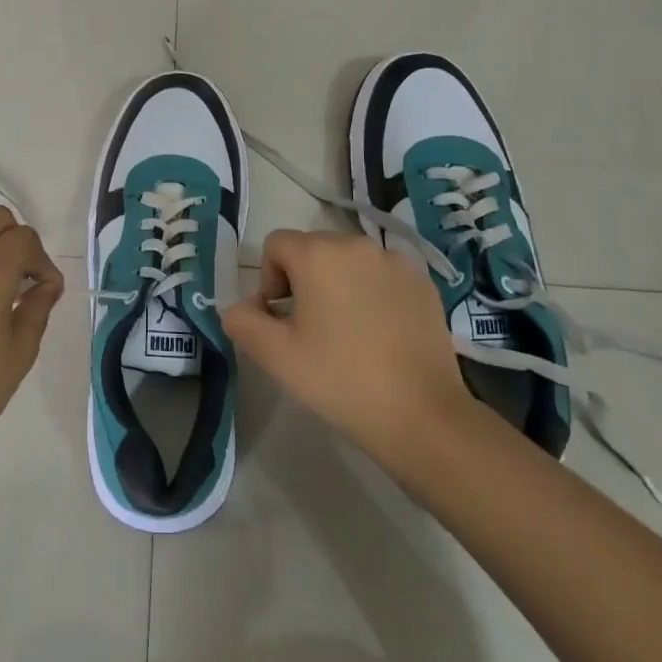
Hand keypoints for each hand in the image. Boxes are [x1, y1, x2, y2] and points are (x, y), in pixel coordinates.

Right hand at [223, 230, 472, 470]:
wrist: (422, 415)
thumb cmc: (340, 380)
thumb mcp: (275, 356)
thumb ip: (242, 322)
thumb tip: (238, 309)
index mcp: (319, 254)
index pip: (276, 245)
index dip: (268, 280)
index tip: (281, 321)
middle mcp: (358, 245)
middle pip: (313, 249)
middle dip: (302, 280)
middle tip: (309, 329)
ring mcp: (396, 262)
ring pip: (348, 261)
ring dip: (337, 284)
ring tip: (346, 332)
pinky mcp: (423, 282)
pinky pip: (381, 275)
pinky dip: (371, 293)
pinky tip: (378, 334)